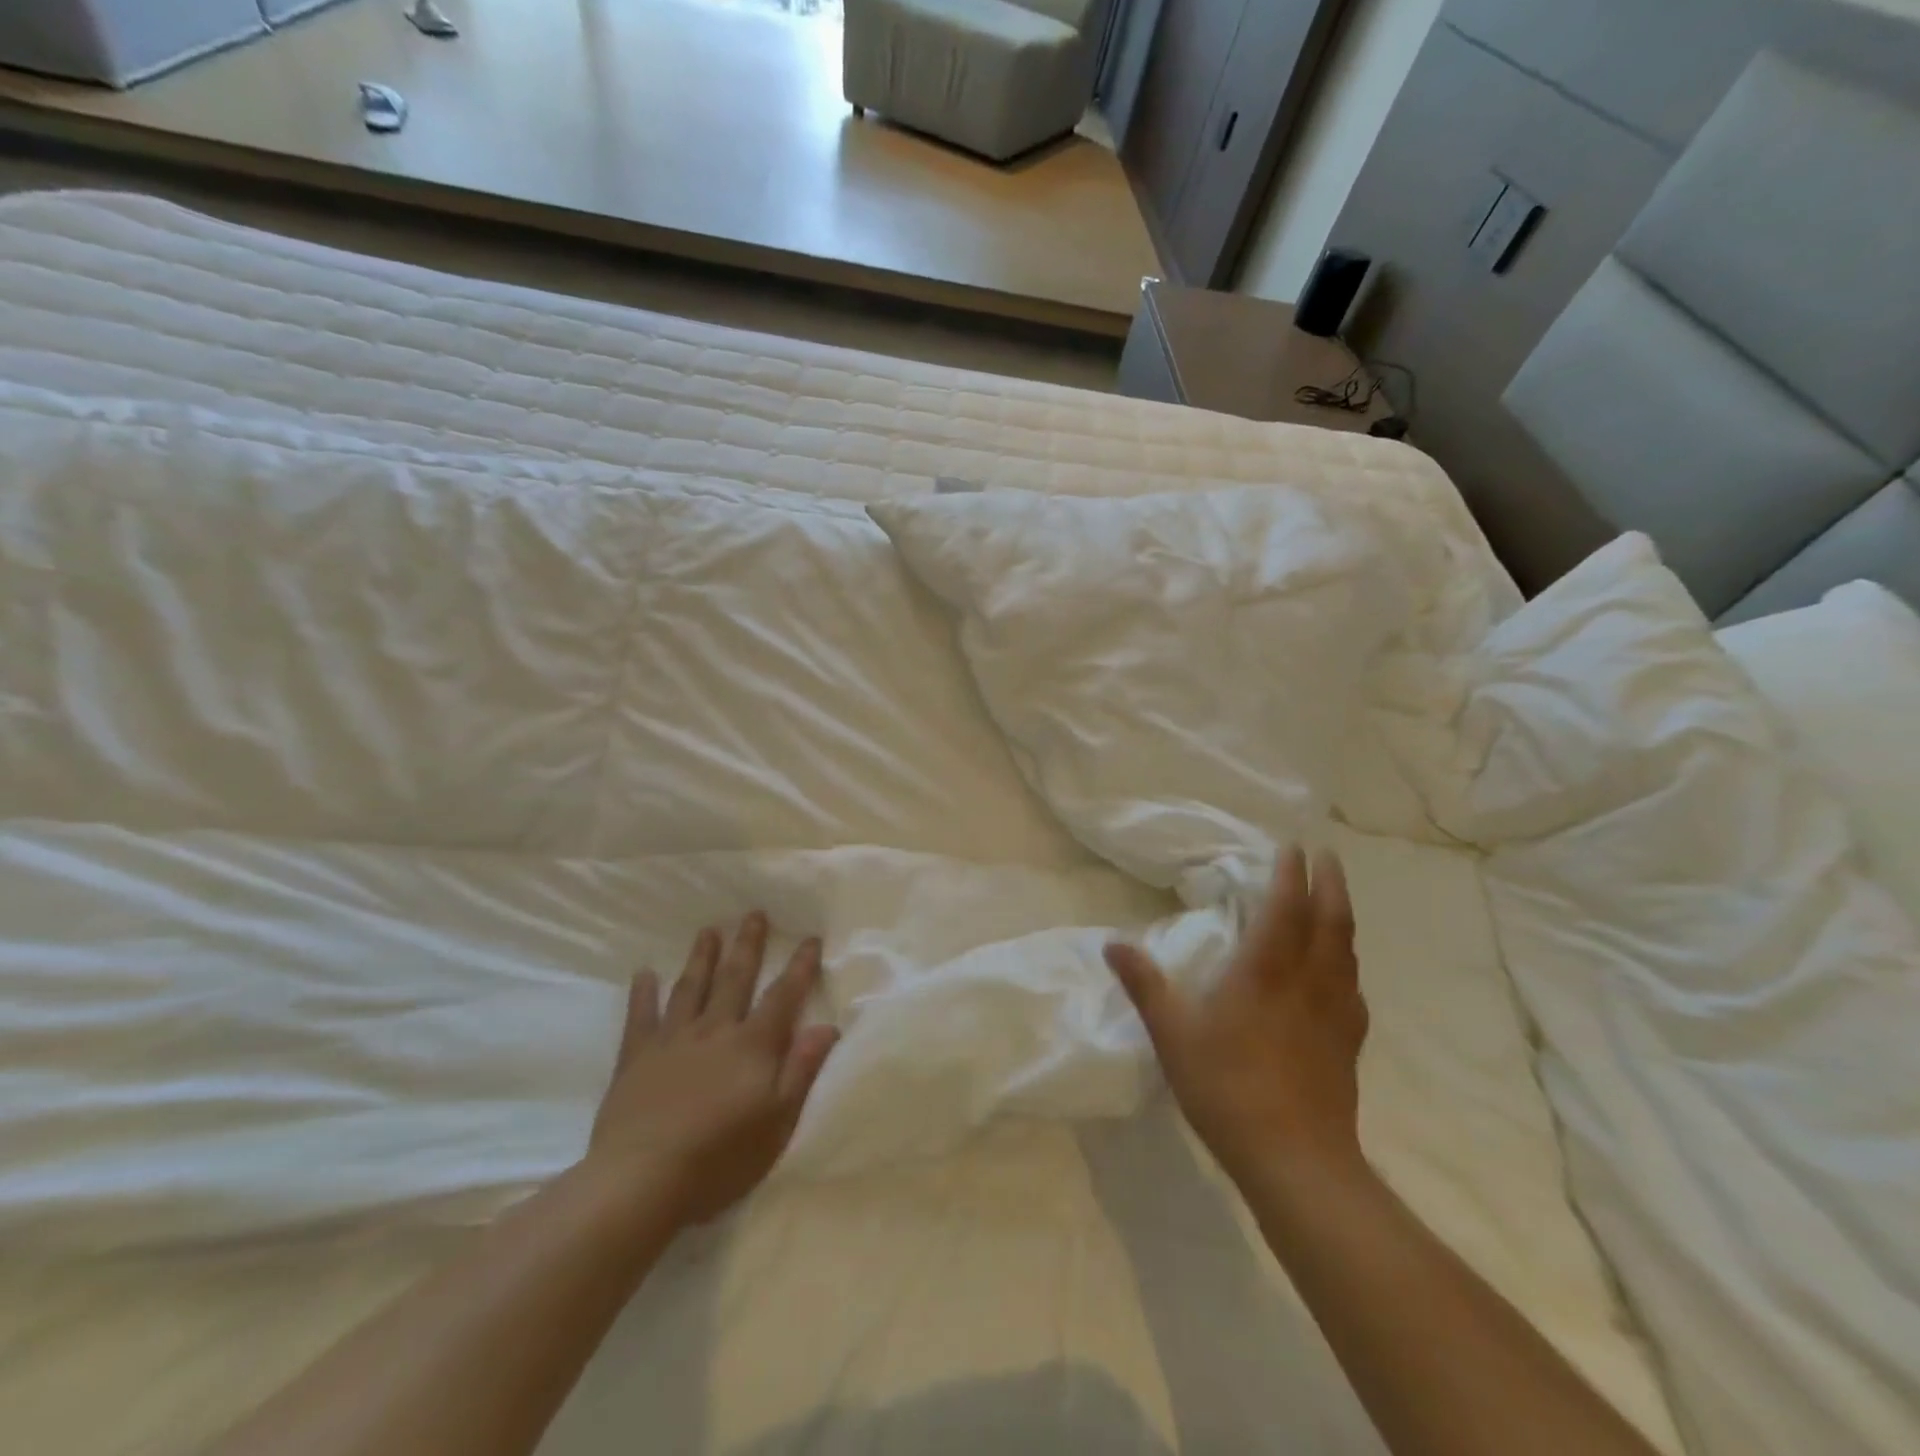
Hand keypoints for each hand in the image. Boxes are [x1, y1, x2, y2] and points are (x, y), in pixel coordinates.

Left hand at [585, 913, 838, 1226]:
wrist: (641, 1182)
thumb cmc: (719, 1158)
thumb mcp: (777, 1122)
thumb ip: (801, 1070)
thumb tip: (827, 1026)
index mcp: (752, 1045)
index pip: (783, 996)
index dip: (799, 967)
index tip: (810, 938)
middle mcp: (715, 1030)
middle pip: (735, 978)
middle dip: (747, 945)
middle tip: (753, 913)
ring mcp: (672, 1041)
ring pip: (691, 988)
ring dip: (702, 957)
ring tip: (709, 930)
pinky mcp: (636, 1059)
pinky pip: (640, 1018)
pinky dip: (643, 994)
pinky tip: (644, 973)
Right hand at [1104, 845, 1368, 1186]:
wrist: (1295, 1159)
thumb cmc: (1227, 1086)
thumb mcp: (1172, 1032)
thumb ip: (1144, 984)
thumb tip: (1112, 943)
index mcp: (1266, 970)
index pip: (1286, 907)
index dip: (1291, 874)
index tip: (1294, 847)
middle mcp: (1308, 981)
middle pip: (1330, 920)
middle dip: (1330, 883)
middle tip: (1327, 857)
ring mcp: (1335, 1013)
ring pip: (1347, 951)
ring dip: (1342, 916)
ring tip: (1335, 901)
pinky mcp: (1349, 1044)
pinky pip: (1353, 988)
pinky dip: (1348, 965)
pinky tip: (1342, 976)